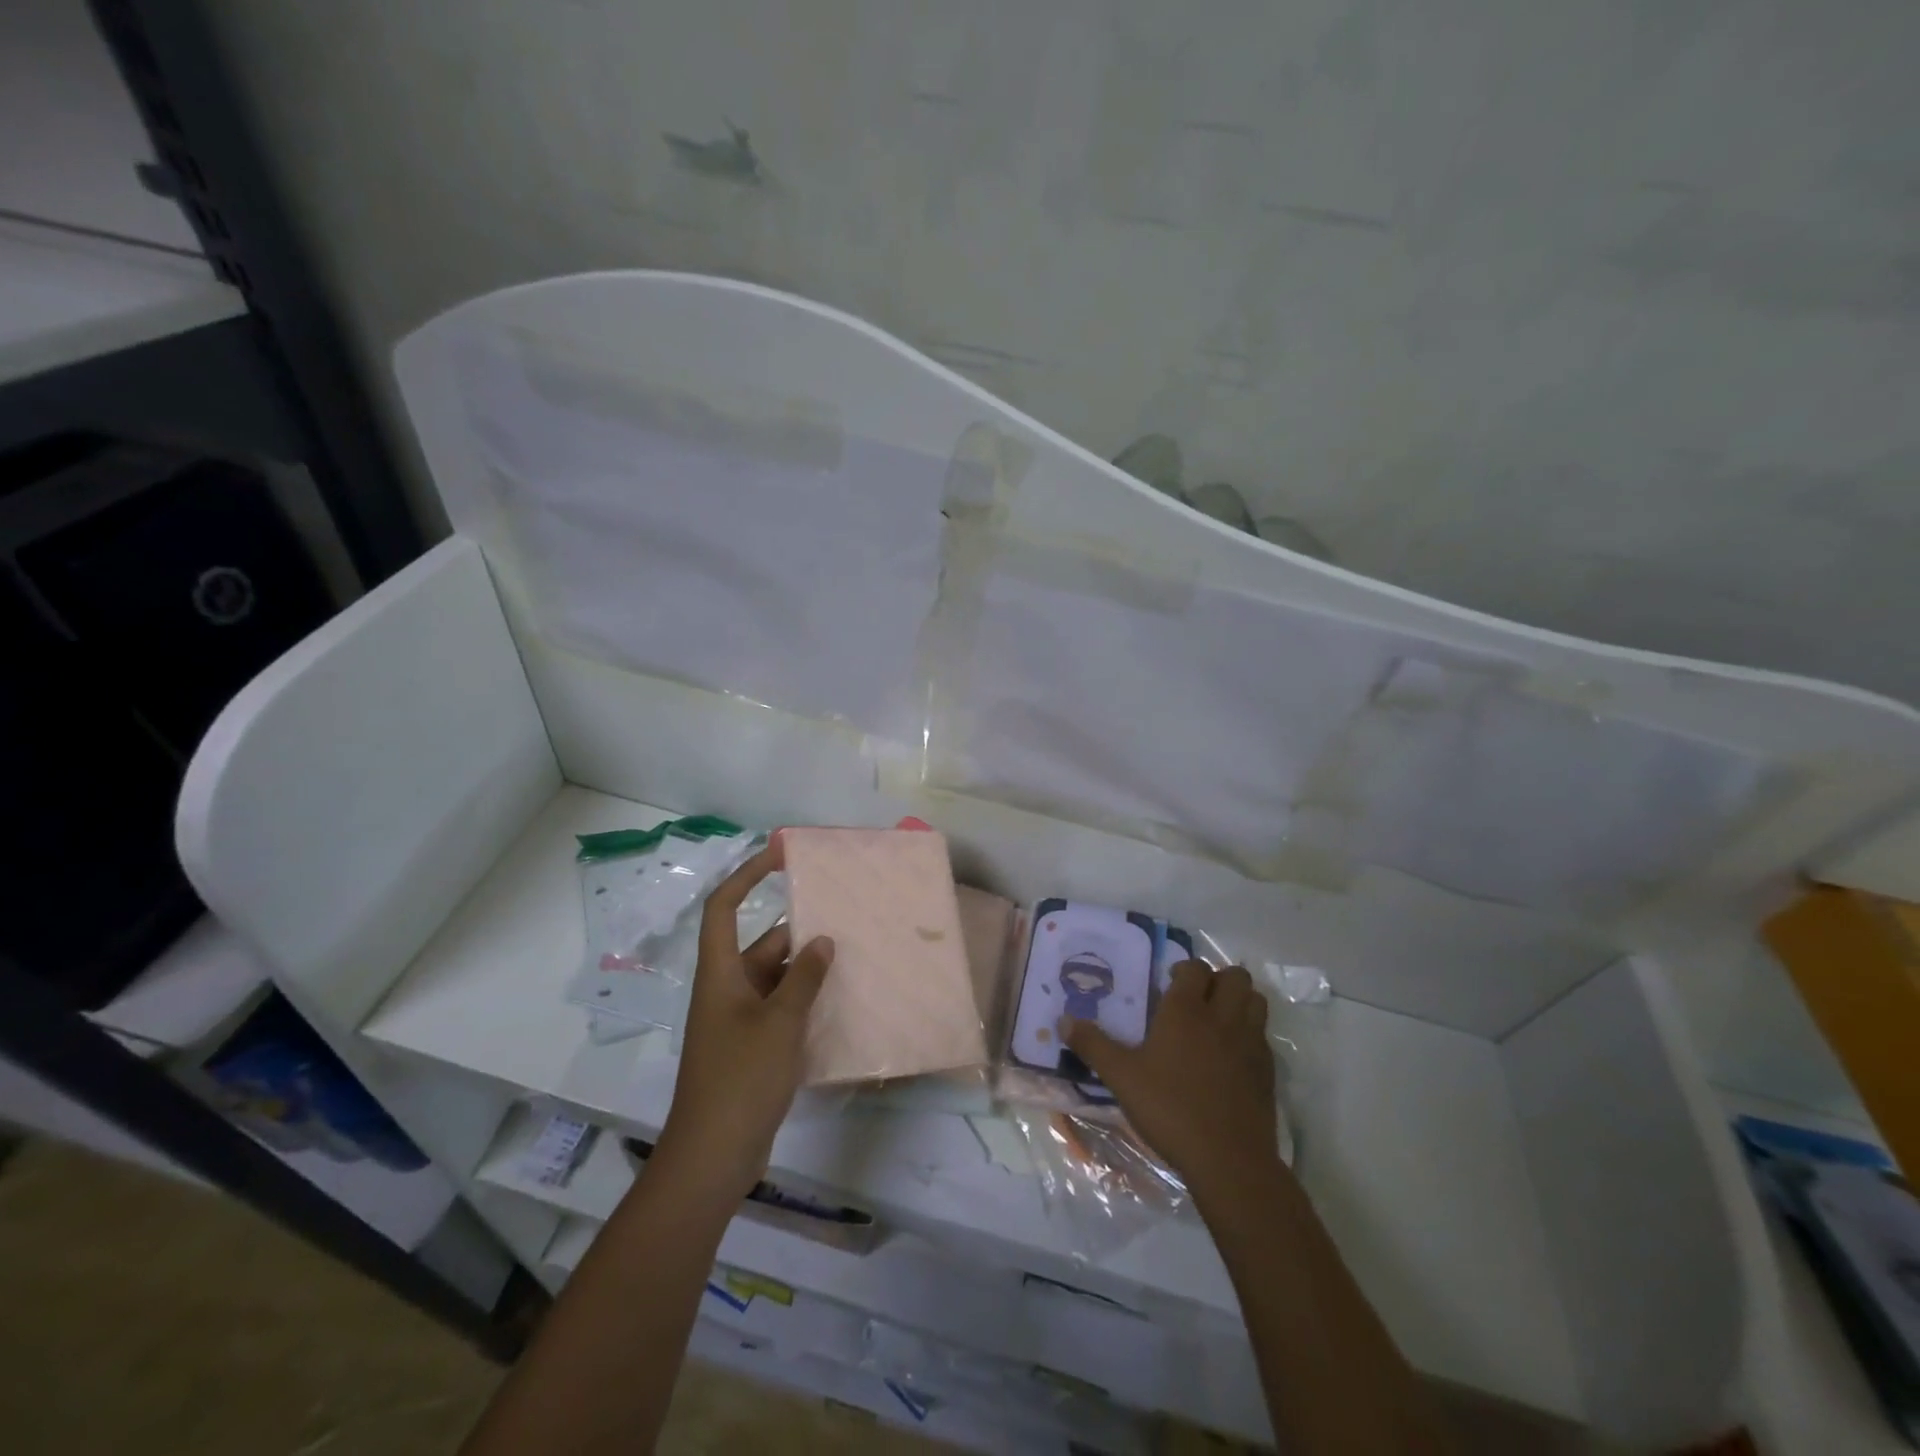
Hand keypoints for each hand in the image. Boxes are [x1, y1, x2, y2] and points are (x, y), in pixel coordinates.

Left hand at [655, 839, 833, 1199]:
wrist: (713, 1157)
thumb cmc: (741, 1079)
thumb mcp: (780, 1023)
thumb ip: (804, 979)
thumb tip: (822, 940)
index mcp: (720, 974)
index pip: (724, 908)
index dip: (746, 875)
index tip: (779, 855)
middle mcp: (726, 990)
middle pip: (760, 944)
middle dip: (798, 933)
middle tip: (844, 921)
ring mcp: (737, 1021)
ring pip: (774, 979)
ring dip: (806, 971)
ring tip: (851, 959)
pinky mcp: (750, 1048)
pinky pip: (779, 1009)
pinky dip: (804, 1002)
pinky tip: (838, 1004)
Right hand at [1065, 961, 1277, 1200]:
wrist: (1229, 1160)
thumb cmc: (1169, 1109)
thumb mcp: (1121, 1077)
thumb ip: (1093, 1045)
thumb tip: (1063, 1021)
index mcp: (1186, 1011)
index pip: (1194, 968)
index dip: (1184, 970)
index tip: (1169, 985)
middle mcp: (1222, 1017)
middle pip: (1235, 976)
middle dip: (1218, 979)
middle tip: (1196, 999)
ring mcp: (1250, 1043)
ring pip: (1256, 1000)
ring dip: (1240, 1001)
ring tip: (1218, 1021)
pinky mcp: (1267, 1071)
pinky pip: (1263, 1036)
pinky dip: (1251, 1034)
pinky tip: (1232, 1057)